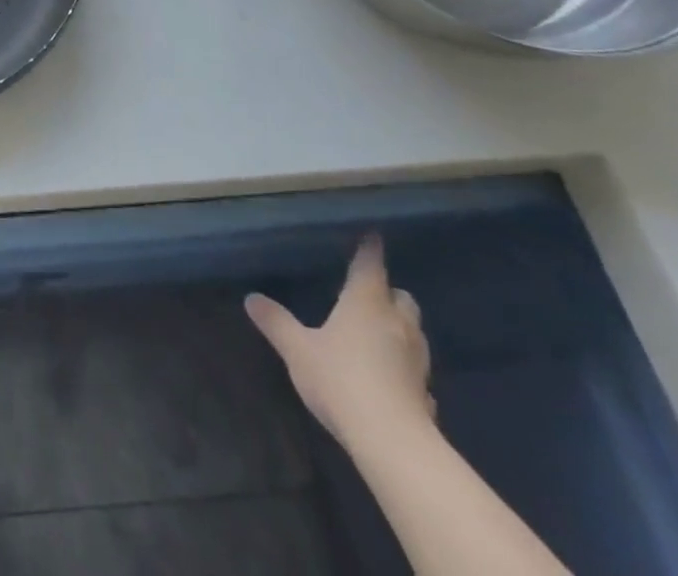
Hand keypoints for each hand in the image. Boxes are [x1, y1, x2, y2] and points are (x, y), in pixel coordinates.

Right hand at [245, 236, 433, 451]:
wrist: (393, 443)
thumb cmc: (341, 380)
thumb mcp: (298, 350)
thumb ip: (276, 323)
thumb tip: (251, 298)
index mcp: (366, 302)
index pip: (371, 264)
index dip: (370, 248)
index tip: (373, 235)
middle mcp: (396, 323)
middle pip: (402, 297)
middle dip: (389, 293)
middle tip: (370, 294)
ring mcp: (416, 360)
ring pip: (414, 332)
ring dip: (400, 328)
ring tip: (379, 333)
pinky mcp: (426, 393)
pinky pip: (417, 371)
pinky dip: (406, 367)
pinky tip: (392, 378)